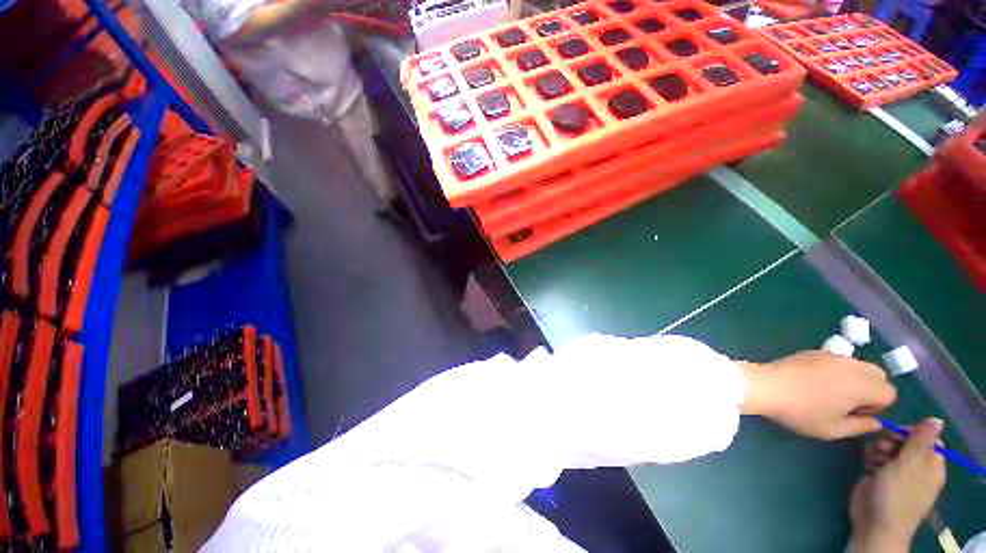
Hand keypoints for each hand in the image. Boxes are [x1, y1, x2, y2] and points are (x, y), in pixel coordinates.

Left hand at [739, 351, 896, 439]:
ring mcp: (833, 355)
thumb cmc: (801, 412)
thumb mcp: (834, 429)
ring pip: (860, 365)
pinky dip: (837, 370)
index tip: (855, 413)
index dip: (877, 406)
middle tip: (846, 402)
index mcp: (863, 384)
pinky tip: (814, 381)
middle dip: (871, 389)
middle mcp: (853, 365)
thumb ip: (861, 426)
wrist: (766, 386)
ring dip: (855, 379)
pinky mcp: (815, 351)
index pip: (890, 392)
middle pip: (879, 375)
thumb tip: (876, 422)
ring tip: (830, 392)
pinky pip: (838, 360)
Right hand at [848, 418, 946, 552]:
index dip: (914, 432)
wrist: (874, 524)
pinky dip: (871, 457)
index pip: (928, 438)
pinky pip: (877, 456)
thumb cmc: (897, 495)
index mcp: (931, 465)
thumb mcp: (909, 466)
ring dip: (879, 448)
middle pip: (906, 441)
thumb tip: (936, 419)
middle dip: (892, 440)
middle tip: (884, 447)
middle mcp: (916, 467)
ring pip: (889, 447)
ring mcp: (897, 472)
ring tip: (874, 459)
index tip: (898, 433)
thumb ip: (921, 441)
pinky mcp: (879, 474)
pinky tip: (867, 464)